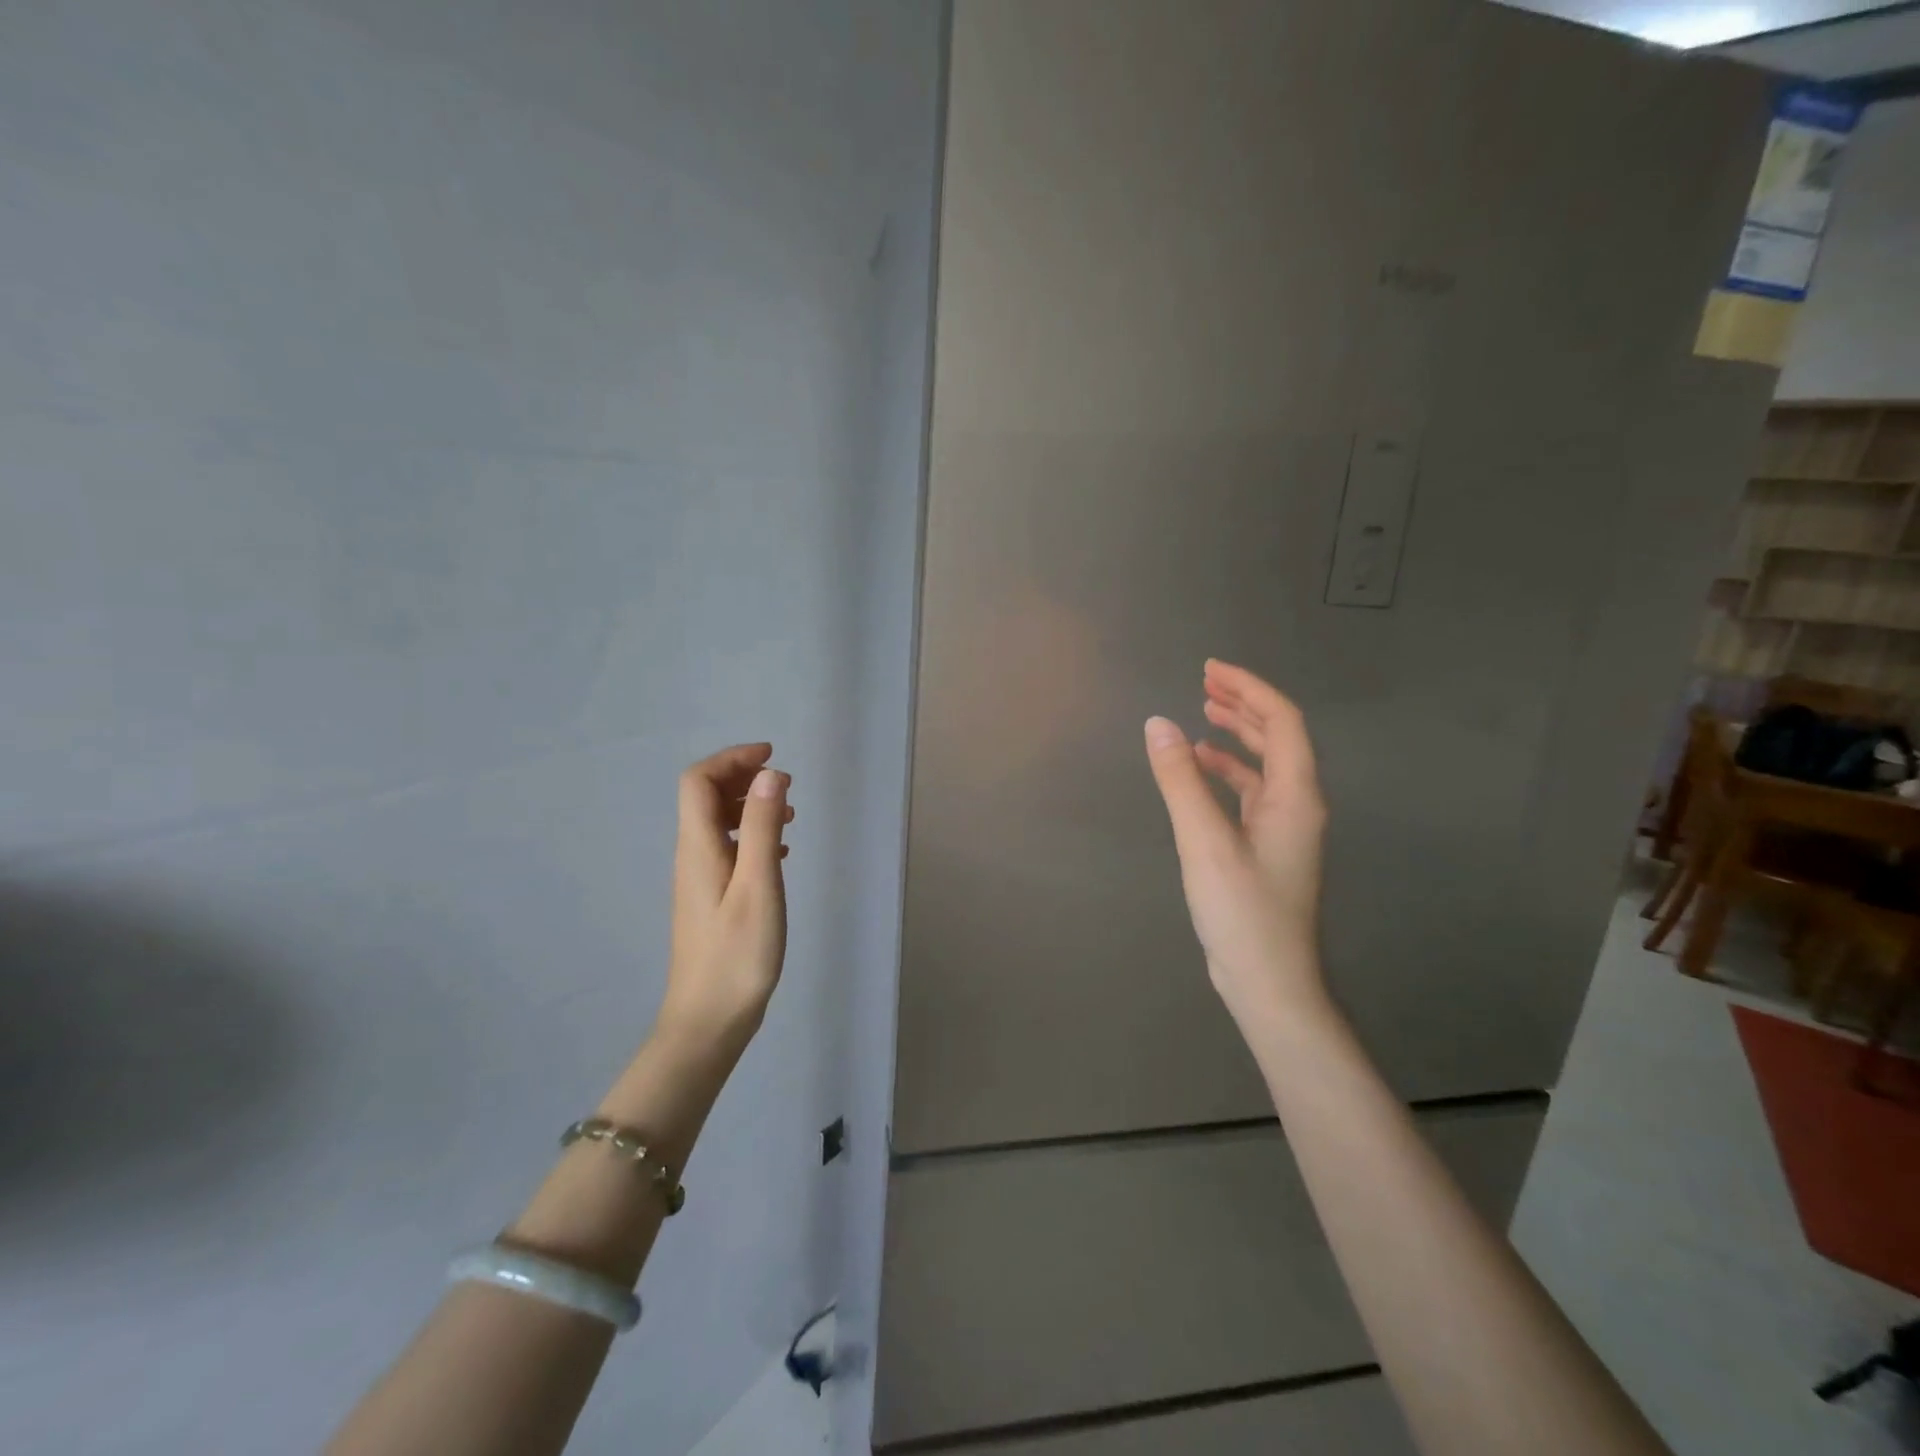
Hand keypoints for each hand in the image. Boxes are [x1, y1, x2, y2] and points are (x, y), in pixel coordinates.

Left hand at [655, 743, 793, 1053]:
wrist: (708, 1020)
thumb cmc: (737, 953)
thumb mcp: (758, 885)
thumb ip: (760, 827)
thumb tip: (769, 774)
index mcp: (698, 846)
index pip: (698, 780)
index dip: (732, 758)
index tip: (772, 757)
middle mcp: (691, 855)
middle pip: (704, 796)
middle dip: (742, 777)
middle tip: (786, 783)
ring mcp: (698, 878)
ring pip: (716, 822)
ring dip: (748, 806)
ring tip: (789, 815)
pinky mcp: (709, 899)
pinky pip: (725, 848)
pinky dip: (750, 835)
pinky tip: (778, 853)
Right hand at [1143, 660, 1327, 1026]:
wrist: (1268, 982)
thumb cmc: (1242, 911)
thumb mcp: (1204, 841)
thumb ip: (1180, 779)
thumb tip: (1158, 723)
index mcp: (1295, 795)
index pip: (1282, 721)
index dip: (1248, 688)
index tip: (1209, 670)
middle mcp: (1298, 804)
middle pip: (1279, 737)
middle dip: (1243, 704)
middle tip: (1205, 682)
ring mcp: (1285, 828)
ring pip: (1266, 764)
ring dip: (1238, 734)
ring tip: (1202, 714)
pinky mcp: (1267, 847)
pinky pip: (1251, 791)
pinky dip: (1227, 770)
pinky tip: (1201, 769)